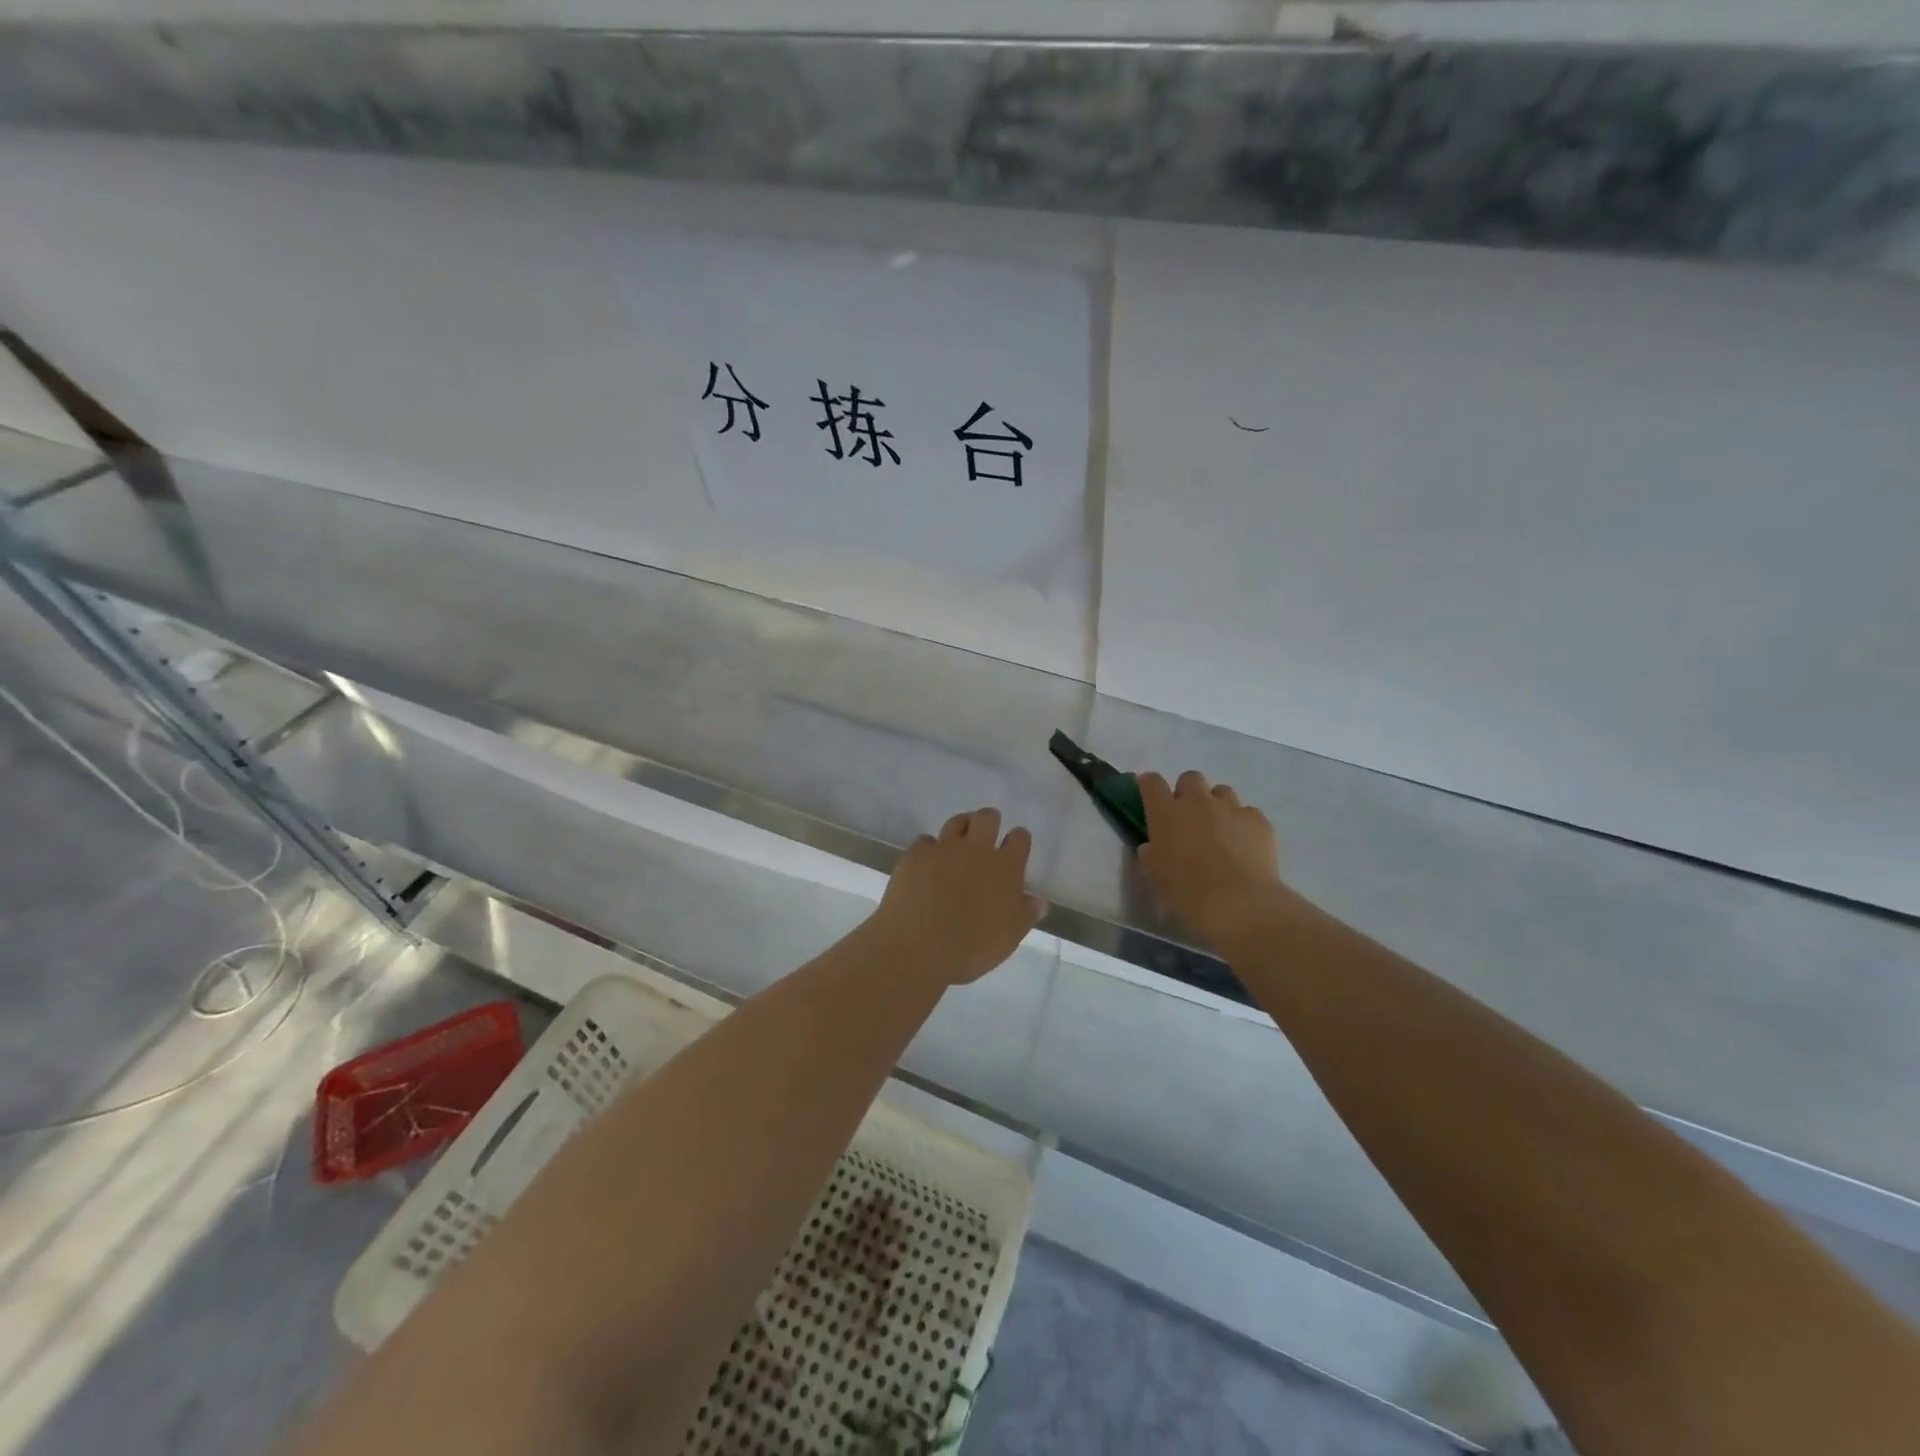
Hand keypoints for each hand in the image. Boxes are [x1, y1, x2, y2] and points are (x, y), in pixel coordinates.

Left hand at [870, 809, 1046, 985]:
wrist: (921, 947)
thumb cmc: (973, 948)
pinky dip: (928, 850)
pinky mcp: (916, 855)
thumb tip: (1039, 900)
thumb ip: (1026, 914)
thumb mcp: (1009, 937)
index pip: (1019, 839)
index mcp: (1006, 869)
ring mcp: (945, 849)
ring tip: (957, 842)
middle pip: (987, 818)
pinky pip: (925, 841)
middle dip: (989, 820)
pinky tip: (926, 864)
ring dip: (960, 828)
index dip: (1018, 839)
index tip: (1016, 843)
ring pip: (956, 822)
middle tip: (985, 834)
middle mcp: (977, 850)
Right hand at [1138, 771, 1283, 949]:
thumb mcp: (1156, 876)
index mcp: (1166, 813)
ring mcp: (1231, 808)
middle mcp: (1197, 802)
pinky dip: (1243, 824)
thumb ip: (1151, 855)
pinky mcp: (1258, 820)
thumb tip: (1153, 847)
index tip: (1149, 795)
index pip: (1151, 783)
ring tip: (1220, 831)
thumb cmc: (1187, 892)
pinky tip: (1244, 846)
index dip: (1148, 785)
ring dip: (1216, 805)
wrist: (1239, 904)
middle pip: (1190, 778)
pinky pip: (1247, 813)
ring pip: (1222, 792)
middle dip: (1187, 792)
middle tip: (1188, 818)